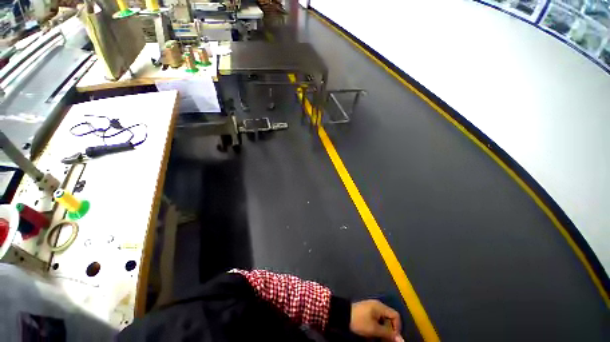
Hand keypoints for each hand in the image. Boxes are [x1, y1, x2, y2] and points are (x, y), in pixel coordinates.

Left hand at [350, 300, 402, 341]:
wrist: (343, 315)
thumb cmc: (359, 321)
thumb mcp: (374, 329)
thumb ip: (388, 334)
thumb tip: (402, 340)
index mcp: (380, 306)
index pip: (396, 316)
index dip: (397, 328)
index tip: (393, 338)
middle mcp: (377, 305)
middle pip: (390, 318)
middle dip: (390, 330)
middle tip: (385, 340)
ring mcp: (372, 308)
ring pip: (384, 320)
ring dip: (383, 330)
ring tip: (379, 337)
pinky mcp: (367, 311)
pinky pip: (377, 320)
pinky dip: (378, 327)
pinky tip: (373, 334)